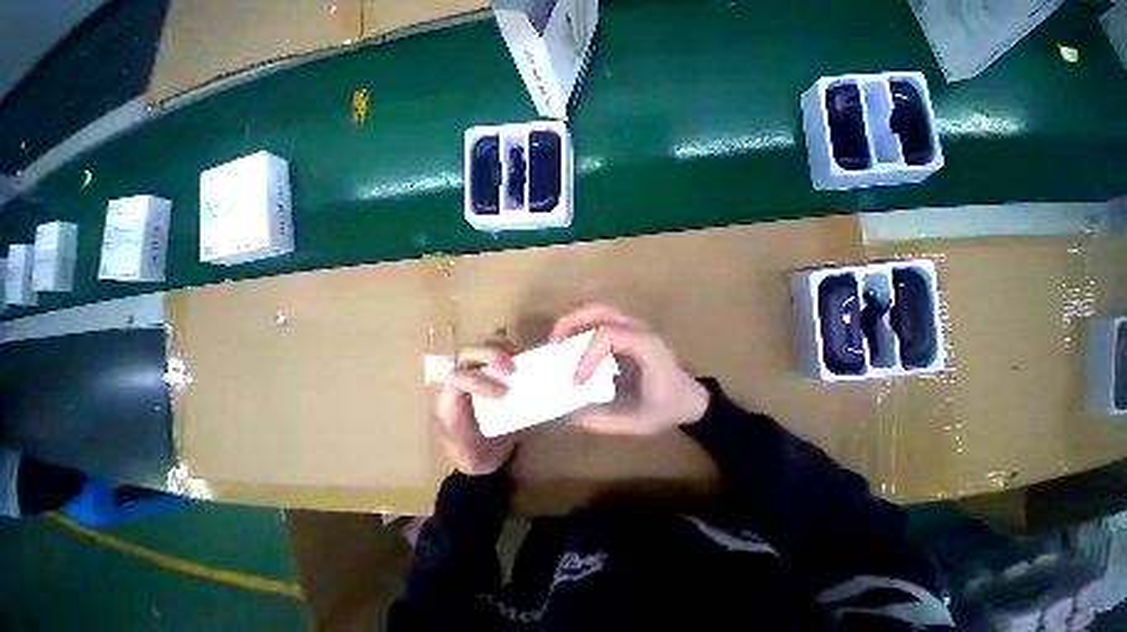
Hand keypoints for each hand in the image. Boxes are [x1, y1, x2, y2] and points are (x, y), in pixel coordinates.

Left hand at [436, 343, 517, 474]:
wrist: (478, 454)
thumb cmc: (473, 455)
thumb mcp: (471, 458)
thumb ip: (481, 444)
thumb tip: (497, 432)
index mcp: (450, 400)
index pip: (458, 378)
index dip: (479, 381)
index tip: (502, 393)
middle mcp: (461, 380)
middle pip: (467, 354)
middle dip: (489, 355)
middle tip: (511, 369)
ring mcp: (476, 372)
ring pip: (480, 345)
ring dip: (499, 346)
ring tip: (516, 355)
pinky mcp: (491, 370)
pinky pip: (496, 350)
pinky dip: (508, 348)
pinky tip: (521, 355)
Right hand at [550, 303, 709, 435]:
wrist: (689, 399)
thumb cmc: (668, 407)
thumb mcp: (637, 422)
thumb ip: (604, 420)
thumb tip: (569, 416)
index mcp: (646, 347)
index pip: (609, 335)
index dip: (588, 355)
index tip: (576, 381)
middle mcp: (639, 330)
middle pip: (601, 310)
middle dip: (572, 321)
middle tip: (553, 343)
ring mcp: (632, 329)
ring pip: (599, 311)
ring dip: (574, 321)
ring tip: (557, 341)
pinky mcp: (626, 334)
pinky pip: (601, 322)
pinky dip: (581, 328)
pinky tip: (571, 346)